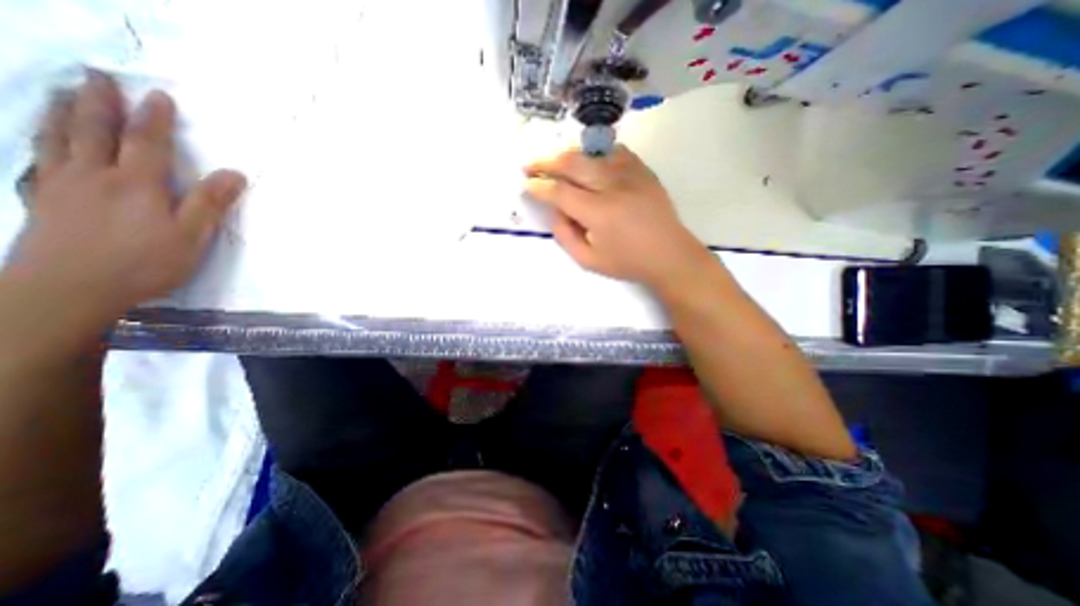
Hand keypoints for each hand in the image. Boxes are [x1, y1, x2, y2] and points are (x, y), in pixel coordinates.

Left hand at [8, 70, 245, 320]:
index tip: (158, 95)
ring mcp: (61, 185)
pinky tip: (42, 140)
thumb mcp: (192, 235)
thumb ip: (211, 203)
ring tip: (66, 94)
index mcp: (137, 184)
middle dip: (100, 102)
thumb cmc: (145, 262)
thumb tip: (234, 174)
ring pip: (58, 138)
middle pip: (95, 131)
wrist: (70, 288)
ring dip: (63, 112)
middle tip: (99, 77)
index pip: (148, 143)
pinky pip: (36, 160)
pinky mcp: (42, 200)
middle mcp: (94, 175)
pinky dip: (39, 142)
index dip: (155, 118)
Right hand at [523, 143, 710, 289]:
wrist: (669, 254)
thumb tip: (554, 209)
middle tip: (529, 165)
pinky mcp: (642, 169)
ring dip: (567, 155)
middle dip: (545, 162)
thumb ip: (564, 235)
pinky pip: (612, 151)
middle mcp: (612, 186)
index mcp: (598, 213)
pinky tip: (587, 162)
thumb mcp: (588, 260)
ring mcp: (630, 173)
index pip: (559, 191)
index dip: (539, 186)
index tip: (527, 185)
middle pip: (572, 162)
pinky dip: (594, 153)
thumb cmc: (627, 262)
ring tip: (554, 163)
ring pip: (590, 152)